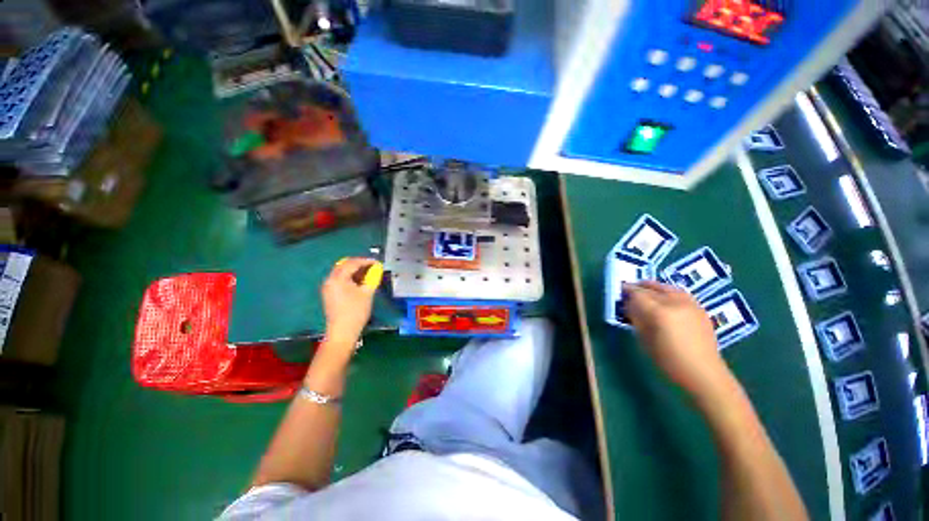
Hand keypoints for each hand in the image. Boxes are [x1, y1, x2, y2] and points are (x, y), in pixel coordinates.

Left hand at [320, 257, 381, 350]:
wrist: (342, 332)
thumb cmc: (356, 311)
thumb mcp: (367, 293)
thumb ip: (372, 278)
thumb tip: (377, 268)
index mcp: (338, 278)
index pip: (352, 263)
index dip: (366, 261)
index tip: (377, 263)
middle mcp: (330, 280)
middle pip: (344, 265)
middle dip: (359, 264)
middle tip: (372, 267)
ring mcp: (328, 287)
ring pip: (341, 272)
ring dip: (354, 271)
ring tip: (368, 275)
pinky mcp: (329, 294)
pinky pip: (339, 280)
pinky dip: (350, 278)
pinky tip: (359, 283)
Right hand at [625, 281, 733, 402]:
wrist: (703, 373)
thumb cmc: (669, 360)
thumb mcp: (645, 340)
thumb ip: (636, 319)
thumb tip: (629, 306)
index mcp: (660, 312)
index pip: (638, 294)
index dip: (627, 290)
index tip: (620, 290)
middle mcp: (675, 303)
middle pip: (652, 288)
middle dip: (639, 287)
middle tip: (630, 290)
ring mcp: (690, 304)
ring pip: (668, 287)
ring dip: (655, 287)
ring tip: (647, 290)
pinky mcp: (700, 308)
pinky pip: (680, 293)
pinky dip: (669, 292)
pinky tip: (665, 299)